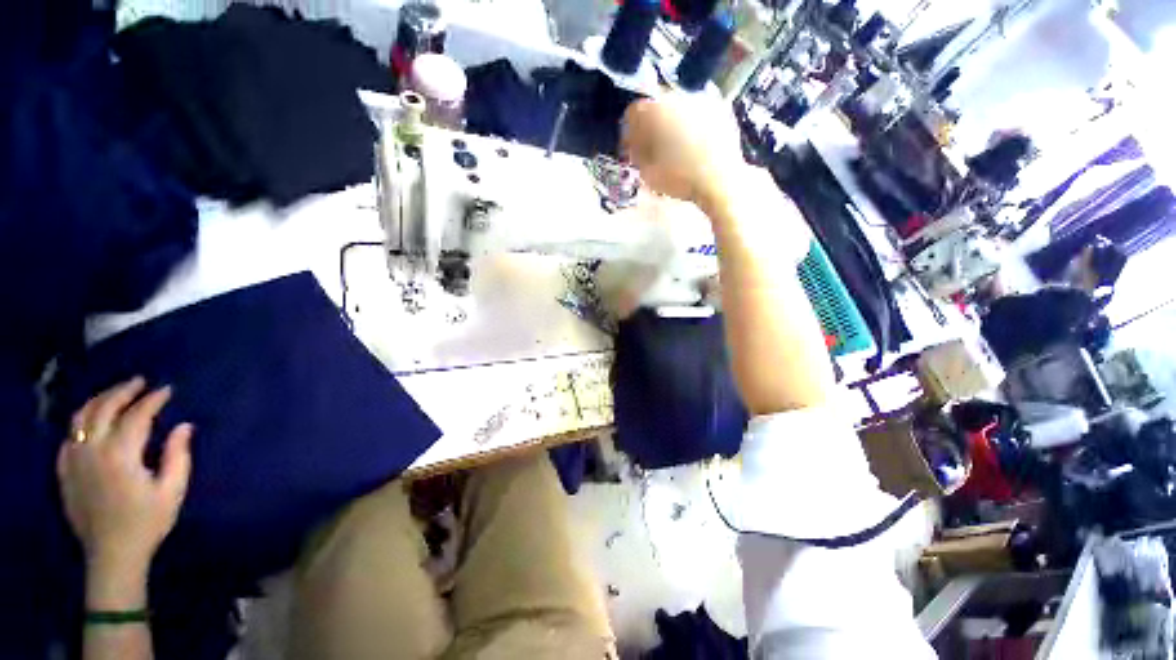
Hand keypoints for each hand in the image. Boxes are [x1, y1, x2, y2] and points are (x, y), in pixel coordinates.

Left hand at [58, 377, 193, 572]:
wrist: (112, 554)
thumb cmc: (147, 522)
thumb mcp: (171, 491)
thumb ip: (178, 456)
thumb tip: (184, 426)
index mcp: (120, 456)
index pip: (136, 416)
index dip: (153, 399)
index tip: (168, 389)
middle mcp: (92, 451)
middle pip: (103, 409)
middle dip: (123, 391)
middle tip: (140, 381)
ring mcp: (74, 460)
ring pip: (80, 418)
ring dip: (99, 400)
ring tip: (116, 393)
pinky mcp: (65, 470)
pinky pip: (69, 436)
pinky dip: (82, 421)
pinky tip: (93, 421)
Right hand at [621, 94, 745, 206]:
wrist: (720, 181)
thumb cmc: (680, 179)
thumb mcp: (648, 173)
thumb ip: (638, 154)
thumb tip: (635, 146)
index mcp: (657, 110)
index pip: (634, 112)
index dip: (630, 131)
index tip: (632, 147)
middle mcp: (678, 96)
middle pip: (656, 104)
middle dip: (652, 124)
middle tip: (652, 145)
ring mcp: (702, 99)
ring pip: (677, 106)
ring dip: (672, 121)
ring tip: (674, 144)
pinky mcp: (719, 108)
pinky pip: (697, 111)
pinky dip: (691, 123)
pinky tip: (693, 142)